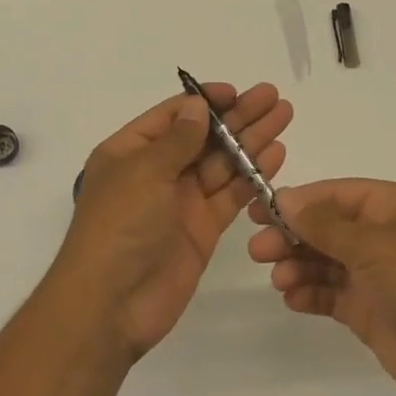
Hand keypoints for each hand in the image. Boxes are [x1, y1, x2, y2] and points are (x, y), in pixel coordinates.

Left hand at [51, 82, 291, 361]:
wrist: (112, 304)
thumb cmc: (119, 226)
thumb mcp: (144, 172)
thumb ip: (177, 140)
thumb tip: (197, 106)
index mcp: (130, 151)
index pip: (172, 117)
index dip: (204, 102)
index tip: (236, 91)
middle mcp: (156, 172)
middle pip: (202, 137)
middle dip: (237, 116)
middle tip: (273, 97)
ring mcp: (180, 201)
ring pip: (221, 163)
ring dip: (251, 140)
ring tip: (284, 116)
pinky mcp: (202, 229)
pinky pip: (230, 194)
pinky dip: (252, 175)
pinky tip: (276, 154)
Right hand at [248, 179, 395, 395]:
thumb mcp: (372, 244)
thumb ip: (323, 223)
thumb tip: (284, 198)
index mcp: (392, 206)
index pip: (335, 194)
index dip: (297, 200)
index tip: (259, 210)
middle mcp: (383, 235)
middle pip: (326, 227)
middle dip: (292, 236)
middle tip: (258, 251)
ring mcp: (376, 275)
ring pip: (325, 261)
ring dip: (298, 266)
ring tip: (279, 279)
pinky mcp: (371, 310)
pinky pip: (331, 294)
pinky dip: (310, 294)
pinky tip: (292, 299)